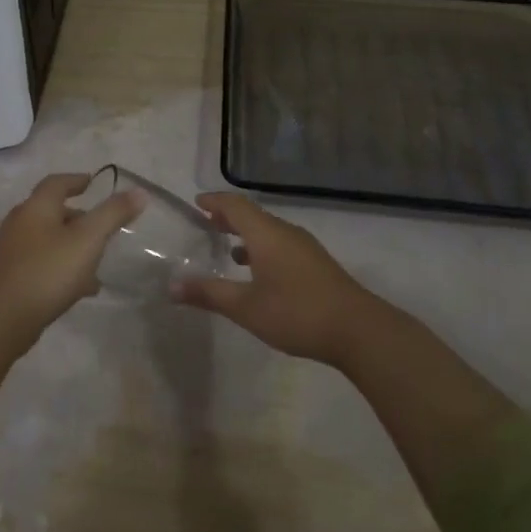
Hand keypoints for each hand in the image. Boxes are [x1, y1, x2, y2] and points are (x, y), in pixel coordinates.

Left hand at [0, 172, 144, 344]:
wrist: (4, 319)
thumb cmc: (49, 270)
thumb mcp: (89, 239)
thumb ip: (113, 214)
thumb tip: (139, 191)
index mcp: (36, 207)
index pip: (56, 183)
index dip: (76, 180)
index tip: (93, 183)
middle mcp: (20, 223)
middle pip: (52, 211)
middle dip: (79, 217)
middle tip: (102, 227)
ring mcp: (12, 251)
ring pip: (49, 239)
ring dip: (73, 245)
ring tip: (98, 261)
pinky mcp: (11, 276)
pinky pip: (43, 263)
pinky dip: (63, 266)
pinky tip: (82, 288)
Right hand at [174, 193, 376, 364]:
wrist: (358, 330)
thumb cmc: (297, 313)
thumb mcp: (246, 307)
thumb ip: (209, 294)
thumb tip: (172, 285)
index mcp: (267, 234)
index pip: (236, 205)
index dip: (215, 201)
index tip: (196, 203)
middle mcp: (285, 233)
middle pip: (253, 215)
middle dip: (228, 216)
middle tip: (206, 222)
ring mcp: (304, 247)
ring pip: (269, 230)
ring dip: (246, 233)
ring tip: (226, 247)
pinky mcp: (316, 264)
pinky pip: (281, 244)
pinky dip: (262, 248)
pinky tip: (257, 271)